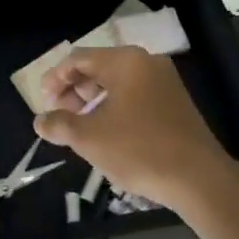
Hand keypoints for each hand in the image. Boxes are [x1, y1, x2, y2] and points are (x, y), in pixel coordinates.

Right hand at [34, 46, 232, 207]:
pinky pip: (135, 94)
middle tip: (60, 114)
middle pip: (99, 67)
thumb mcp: (89, 138)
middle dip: (75, 89)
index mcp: (125, 61)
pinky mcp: (176, 102)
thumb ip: (60, 124)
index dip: (56, 78)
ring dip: (93, 100)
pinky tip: (107, 130)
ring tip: (80, 125)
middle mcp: (146, 62)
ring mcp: (165, 81)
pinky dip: (115, 106)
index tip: (43, 101)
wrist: (199, 179)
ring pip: (118, 82)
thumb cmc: (139, 149)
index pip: (79, 59)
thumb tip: (40, 121)